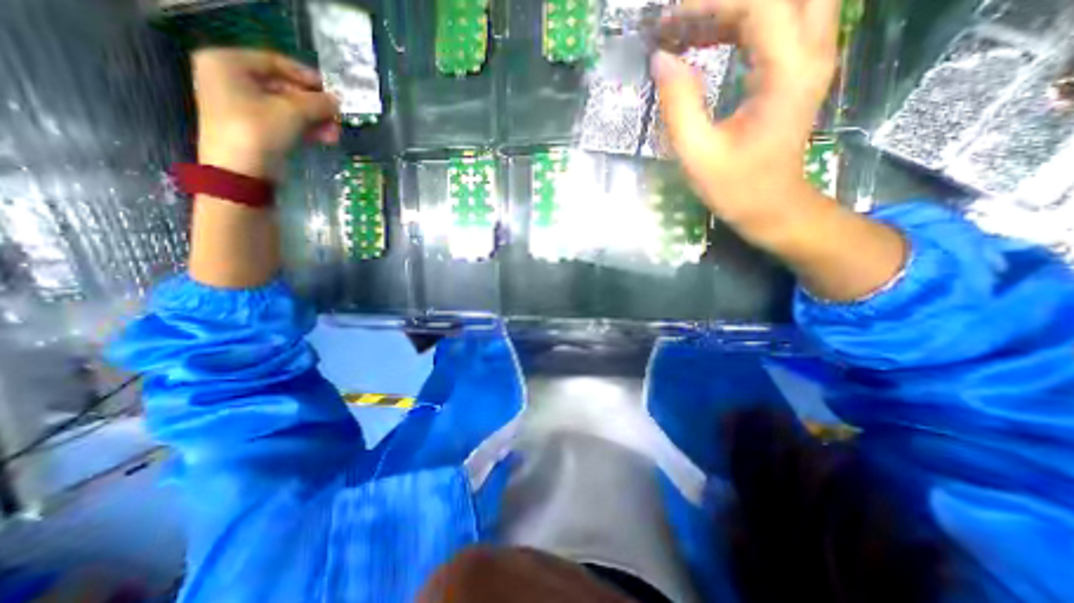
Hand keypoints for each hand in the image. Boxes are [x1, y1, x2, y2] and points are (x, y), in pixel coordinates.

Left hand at [193, 48, 338, 179]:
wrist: (240, 173)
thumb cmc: (258, 131)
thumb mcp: (291, 112)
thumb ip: (317, 103)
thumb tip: (337, 101)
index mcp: (227, 63)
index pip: (275, 62)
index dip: (307, 76)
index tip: (332, 90)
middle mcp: (231, 80)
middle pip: (283, 87)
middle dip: (315, 105)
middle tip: (338, 116)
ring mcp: (242, 106)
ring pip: (288, 108)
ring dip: (315, 120)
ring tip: (336, 133)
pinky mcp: (254, 129)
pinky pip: (284, 122)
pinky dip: (306, 129)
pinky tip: (326, 138)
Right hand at [654, 0, 838, 229]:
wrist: (772, 205)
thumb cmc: (735, 187)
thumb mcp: (698, 154)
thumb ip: (679, 105)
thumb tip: (662, 59)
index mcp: (788, 72)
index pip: (759, 4)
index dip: (710, 2)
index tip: (669, 20)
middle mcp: (813, 50)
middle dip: (728, 0)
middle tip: (685, 18)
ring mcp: (811, 55)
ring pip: (784, 0)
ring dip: (735, 7)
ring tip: (688, 26)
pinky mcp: (799, 66)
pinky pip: (778, 19)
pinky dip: (741, 20)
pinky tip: (707, 37)